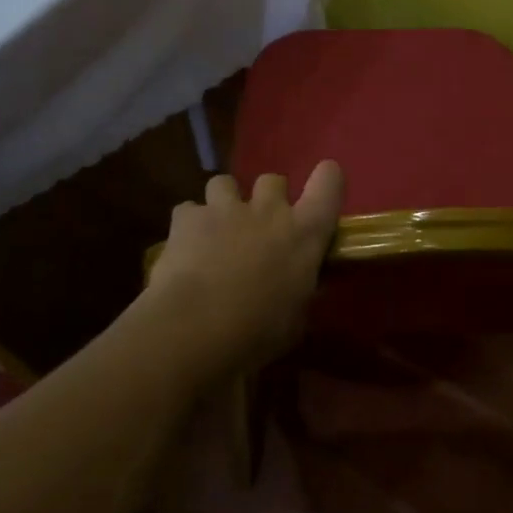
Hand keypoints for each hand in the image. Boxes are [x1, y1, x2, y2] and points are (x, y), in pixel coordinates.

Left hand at [144, 161, 345, 375]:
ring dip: (224, 203)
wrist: (196, 329)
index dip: (326, 180)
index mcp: (304, 232)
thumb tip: (299, 286)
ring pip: (225, 183)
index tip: (321, 192)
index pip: (329, 182)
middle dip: (267, 198)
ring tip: (217, 230)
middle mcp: (268, 210)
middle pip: (273, 181)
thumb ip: (299, 290)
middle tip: (260, 228)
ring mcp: (225, 209)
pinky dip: (188, 225)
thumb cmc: (258, 332)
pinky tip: (184, 247)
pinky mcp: (187, 218)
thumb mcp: (296, 318)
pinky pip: (189, 210)